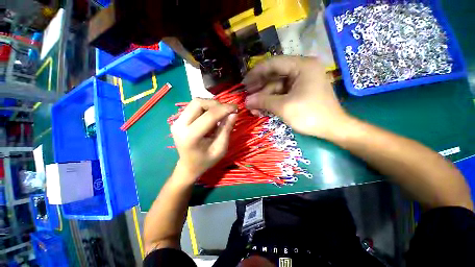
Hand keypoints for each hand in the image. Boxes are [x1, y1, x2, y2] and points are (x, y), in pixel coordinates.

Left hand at [171, 99, 236, 184]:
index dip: (224, 109)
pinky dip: (205, 108)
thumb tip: (234, 113)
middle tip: (227, 110)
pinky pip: (193, 107)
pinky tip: (212, 115)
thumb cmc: (206, 160)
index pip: (209, 115)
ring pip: (195, 102)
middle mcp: (179, 125)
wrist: (188, 166)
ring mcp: (176, 121)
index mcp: (191, 136)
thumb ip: (226, 129)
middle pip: (198, 103)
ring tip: (220, 113)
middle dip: (216, 104)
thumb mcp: (220, 148)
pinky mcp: (178, 120)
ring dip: (211, 105)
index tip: (236, 107)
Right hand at [243, 56, 350, 138]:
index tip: (244, 83)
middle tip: (247, 97)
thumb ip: (263, 101)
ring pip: (277, 87)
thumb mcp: (284, 107)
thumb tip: (246, 101)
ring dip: (264, 98)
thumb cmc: (310, 115)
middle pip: (274, 76)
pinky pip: (282, 94)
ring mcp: (301, 81)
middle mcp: (302, 69)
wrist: (333, 128)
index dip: (256, 73)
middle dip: (259, 88)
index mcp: (302, 66)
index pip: (273, 64)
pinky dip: (272, 101)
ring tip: (253, 109)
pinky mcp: (300, 91)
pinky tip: (263, 110)